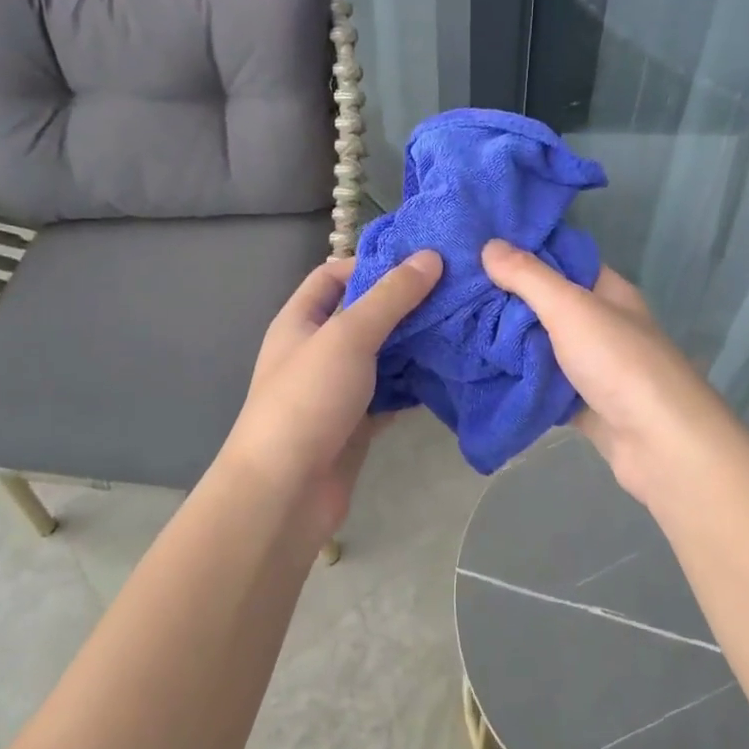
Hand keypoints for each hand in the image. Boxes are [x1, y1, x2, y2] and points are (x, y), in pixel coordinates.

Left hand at [218, 251, 442, 540]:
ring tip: (463, 324)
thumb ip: (390, 297)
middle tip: (455, 290)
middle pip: (364, 315)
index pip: (332, 275)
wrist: (285, 491)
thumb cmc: (307, 399)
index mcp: (301, 321)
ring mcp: (338, 389)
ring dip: (416, 344)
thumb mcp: (348, 336)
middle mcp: (318, 350)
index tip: (419, 260)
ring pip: (383, 356)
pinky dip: (416, 384)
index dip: (370, 262)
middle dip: (405, 304)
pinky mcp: (357, 422)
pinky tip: (450, 372)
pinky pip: (391, 393)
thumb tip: (430, 256)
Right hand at [482, 240, 744, 507]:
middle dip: (505, 299)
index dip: (522, 252)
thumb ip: (529, 277)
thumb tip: (489, 244)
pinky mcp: (580, 402)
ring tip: (456, 327)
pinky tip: (478, 370)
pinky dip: (516, 378)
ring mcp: (591, 365)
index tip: (476, 247)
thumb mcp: (571, 308)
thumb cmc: (619, 363)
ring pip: (540, 345)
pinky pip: (541, 383)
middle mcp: (600, 324)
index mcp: (606, 292)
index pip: (560, 259)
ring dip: (506, 341)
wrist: (660, 444)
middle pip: (546, 303)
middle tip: (455, 290)